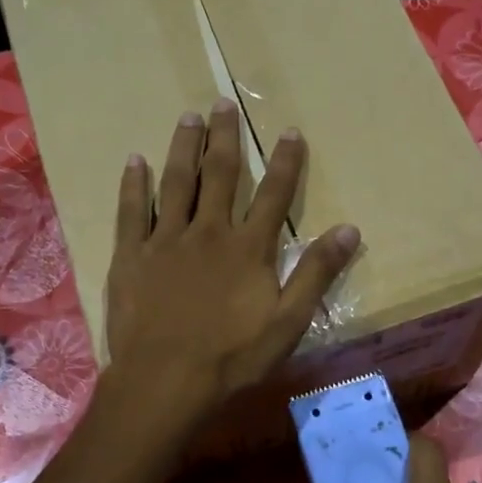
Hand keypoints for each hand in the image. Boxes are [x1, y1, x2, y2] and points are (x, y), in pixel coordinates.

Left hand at [104, 98, 358, 434]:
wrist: (167, 379)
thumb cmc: (233, 357)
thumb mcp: (288, 322)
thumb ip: (316, 273)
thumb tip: (349, 229)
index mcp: (249, 248)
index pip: (274, 195)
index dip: (285, 162)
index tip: (289, 131)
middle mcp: (209, 232)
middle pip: (220, 175)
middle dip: (225, 138)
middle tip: (223, 102)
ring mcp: (166, 240)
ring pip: (177, 182)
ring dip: (184, 147)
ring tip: (188, 117)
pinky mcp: (132, 256)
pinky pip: (132, 211)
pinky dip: (134, 184)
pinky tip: (135, 161)